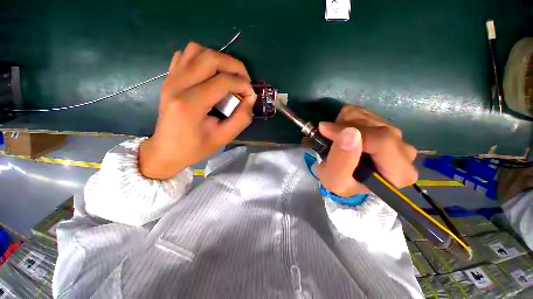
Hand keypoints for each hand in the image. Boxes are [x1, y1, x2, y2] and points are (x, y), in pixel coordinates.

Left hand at [139, 42, 256, 179]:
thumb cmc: (195, 148)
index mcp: (190, 104)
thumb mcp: (223, 138)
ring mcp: (171, 79)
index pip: (223, 81)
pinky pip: (185, 55)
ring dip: (218, 59)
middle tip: (244, 81)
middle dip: (234, 66)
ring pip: (197, 50)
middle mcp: (177, 85)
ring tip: (228, 76)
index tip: (251, 95)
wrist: (166, 151)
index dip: (243, 85)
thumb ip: (242, 118)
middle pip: (210, 58)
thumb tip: (250, 98)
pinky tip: (210, 75)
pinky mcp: (169, 79)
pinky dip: (202, 58)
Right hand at [315, 105, 417, 196]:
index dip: (352, 133)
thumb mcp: (335, 180)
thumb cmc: (341, 182)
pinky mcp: (384, 125)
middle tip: (330, 139)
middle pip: (375, 127)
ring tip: (336, 139)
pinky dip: (345, 119)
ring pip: (367, 116)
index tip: (326, 131)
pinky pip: (362, 112)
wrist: (343, 176)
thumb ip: (341, 161)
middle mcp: (405, 151)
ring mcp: (396, 135)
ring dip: (343, 124)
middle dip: (345, 129)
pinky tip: (341, 132)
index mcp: (400, 172)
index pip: (382, 141)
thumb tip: (349, 133)